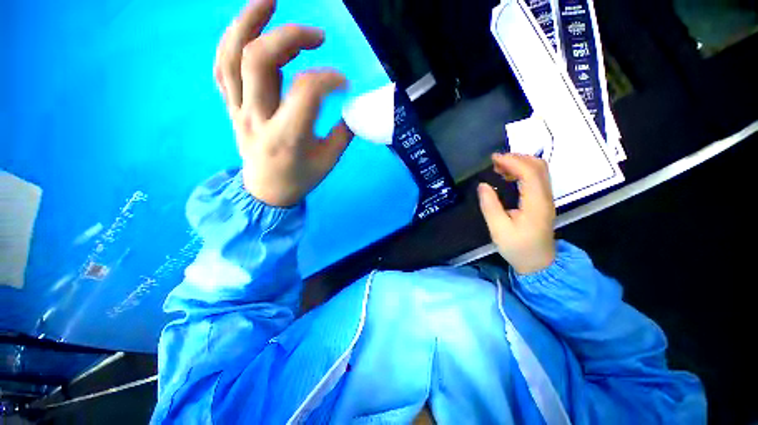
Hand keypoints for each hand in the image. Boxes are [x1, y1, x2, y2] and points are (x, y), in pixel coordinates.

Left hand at [214, 0, 352, 206]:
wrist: (267, 192)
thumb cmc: (301, 178)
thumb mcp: (329, 161)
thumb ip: (343, 132)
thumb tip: (354, 107)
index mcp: (288, 138)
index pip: (306, 92)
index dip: (328, 78)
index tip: (343, 82)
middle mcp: (258, 119)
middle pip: (259, 61)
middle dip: (288, 37)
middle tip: (316, 34)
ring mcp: (238, 112)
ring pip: (231, 57)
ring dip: (246, 22)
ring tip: (268, 0)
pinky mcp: (231, 109)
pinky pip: (222, 69)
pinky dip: (232, 42)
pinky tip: (248, 29)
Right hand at [477, 153, 556, 274]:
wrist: (538, 263)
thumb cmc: (517, 247)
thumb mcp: (498, 229)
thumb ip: (490, 206)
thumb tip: (482, 185)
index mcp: (536, 203)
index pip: (529, 173)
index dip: (512, 161)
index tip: (493, 159)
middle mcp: (545, 197)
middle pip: (539, 166)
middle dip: (517, 158)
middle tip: (495, 161)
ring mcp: (546, 198)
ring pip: (539, 171)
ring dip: (520, 163)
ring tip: (499, 166)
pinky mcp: (542, 201)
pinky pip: (536, 178)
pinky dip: (522, 171)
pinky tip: (508, 176)